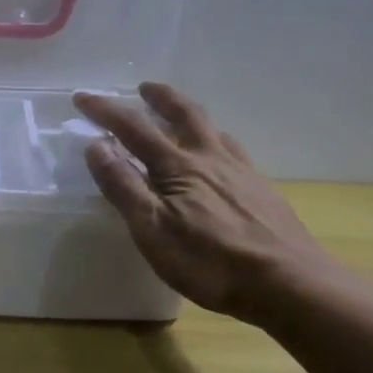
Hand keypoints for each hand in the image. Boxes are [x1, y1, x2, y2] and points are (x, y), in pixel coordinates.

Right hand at [73, 83, 334, 322]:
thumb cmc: (210, 260)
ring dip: (191, 118)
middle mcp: (211, 159)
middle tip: (145, 87)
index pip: (134, 128)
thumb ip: (123, 185)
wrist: (290, 284)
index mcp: (178, 166)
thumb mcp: (151, 228)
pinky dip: (217, 145)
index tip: (83, 96)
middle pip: (185, 115)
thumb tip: (96, 145)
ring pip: (214, 132)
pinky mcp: (263, 192)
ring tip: (181, 121)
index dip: (106, 110)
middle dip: (161, 97)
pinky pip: (234, 154)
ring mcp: (242, 173)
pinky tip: (220, 162)